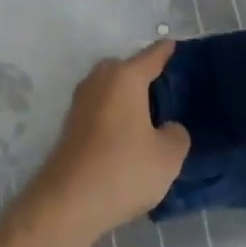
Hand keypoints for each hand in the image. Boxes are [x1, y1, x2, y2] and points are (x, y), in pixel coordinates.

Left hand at [26, 41, 188, 241]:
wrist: (68, 201)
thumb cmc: (123, 170)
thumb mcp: (167, 157)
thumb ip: (177, 135)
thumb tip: (168, 128)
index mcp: (126, 76)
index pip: (153, 55)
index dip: (167, 51)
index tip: (176, 45)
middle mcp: (101, 78)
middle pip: (129, 69)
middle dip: (146, 79)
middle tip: (168, 99)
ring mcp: (82, 99)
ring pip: (113, 89)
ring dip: (128, 100)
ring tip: (149, 122)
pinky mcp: (71, 122)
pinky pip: (101, 108)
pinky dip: (115, 116)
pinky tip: (126, 140)